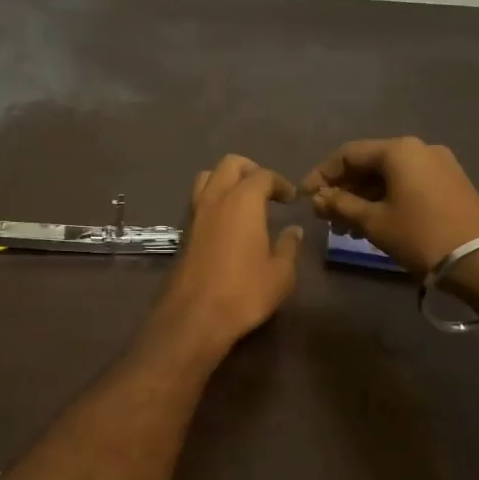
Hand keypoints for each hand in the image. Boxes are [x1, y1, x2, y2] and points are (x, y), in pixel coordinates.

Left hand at [152, 154, 304, 356]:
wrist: (195, 314)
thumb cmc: (245, 291)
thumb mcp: (280, 273)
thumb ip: (289, 246)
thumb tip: (294, 230)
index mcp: (242, 201)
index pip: (262, 175)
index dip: (279, 182)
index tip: (291, 198)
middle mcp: (215, 199)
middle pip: (229, 165)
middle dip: (250, 170)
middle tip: (267, 189)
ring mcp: (195, 213)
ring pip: (207, 178)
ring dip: (226, 180)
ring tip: (244, 200)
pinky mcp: (184, 231)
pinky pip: (198, 200)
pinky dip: (213, 198)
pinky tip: (227, 221)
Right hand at [300, 137, 478, 274]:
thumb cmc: (421, 235)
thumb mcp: (373, 222)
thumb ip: (341, 205)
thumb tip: (319, 198)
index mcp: (398, 150)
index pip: (347, 154)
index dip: (321, 175)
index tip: (306, 198)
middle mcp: (419, 149)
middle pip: (369, 163)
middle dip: (343, 188)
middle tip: (325, 215)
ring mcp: (439, 165)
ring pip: (388, 175)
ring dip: (363, 197)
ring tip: (345, 227)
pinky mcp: (452, 183)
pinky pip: (408, 184)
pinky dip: (386, 199)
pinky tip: (373, 222)